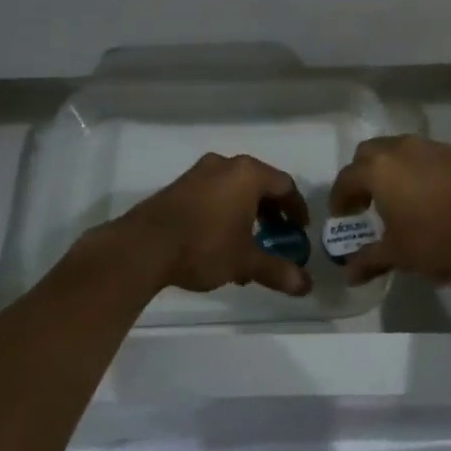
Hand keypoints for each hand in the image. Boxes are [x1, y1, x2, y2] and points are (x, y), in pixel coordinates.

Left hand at [100, 152, 312, 297]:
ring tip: (247, 244)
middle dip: (271, 212)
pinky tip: (219, 241)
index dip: (297, 208)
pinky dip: (224, 211)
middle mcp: (225, 165)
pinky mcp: (179, 186)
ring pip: (234, 188)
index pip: (285, 185)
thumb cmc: (204, 246)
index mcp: (248, 174)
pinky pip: (213, 193)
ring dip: (247, 213)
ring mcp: (199, 172)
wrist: (143, 247)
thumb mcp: (245, 262)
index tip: (300, 230)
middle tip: (277, 236)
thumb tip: (307, 286)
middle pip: (259, 184)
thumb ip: (278, 271)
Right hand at [326, 134, 450, 287]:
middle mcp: (401, 149)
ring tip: (401, 197)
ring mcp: (432, 146)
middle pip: (370, 153)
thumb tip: (350, 274)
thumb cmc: (438, 238)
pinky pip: (429, 156)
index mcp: (378, 170)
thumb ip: (371, 260)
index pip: (346, 178)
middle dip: (363, 174)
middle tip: (367, 201)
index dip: (340, 197)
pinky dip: (422, 170)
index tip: (342, 215)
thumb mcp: (399, 254)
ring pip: (401, 149)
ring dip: (393, 169)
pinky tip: (434, 196)